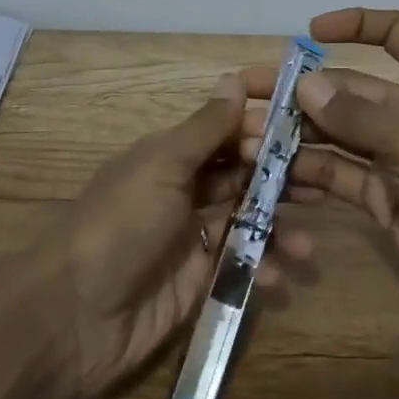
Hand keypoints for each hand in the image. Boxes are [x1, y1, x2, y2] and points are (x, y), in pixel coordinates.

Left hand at [43, 73, 313, 398]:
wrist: (73, 317)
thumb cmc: (120, 224)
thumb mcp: (162, 166)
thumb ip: (205, 129)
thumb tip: (234, 81)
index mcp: (172, 154)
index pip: (227, 124)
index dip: (262, 115)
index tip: (306, 108)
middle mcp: (186, 188)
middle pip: (245, 171)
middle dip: (283, 173)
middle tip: (325, 178)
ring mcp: (193, 234)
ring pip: (250, 217)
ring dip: (280, 226)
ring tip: (306, 244)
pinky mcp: (200, 278)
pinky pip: (242, 262)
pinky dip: (262, 267)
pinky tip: (277, 277)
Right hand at [243, 8, 398, 343]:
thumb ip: (358, 115)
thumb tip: (306, 86)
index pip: (396, 33)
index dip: (356, 24)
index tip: (309, 32)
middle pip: (349, 89)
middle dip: (301, 92)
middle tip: (246, 95)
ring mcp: (395, 158)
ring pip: (336, 134)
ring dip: (295, 134)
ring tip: (246, 140)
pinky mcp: (382, 198)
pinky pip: (338, 175)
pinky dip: (308, 173)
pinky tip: (271, 175)